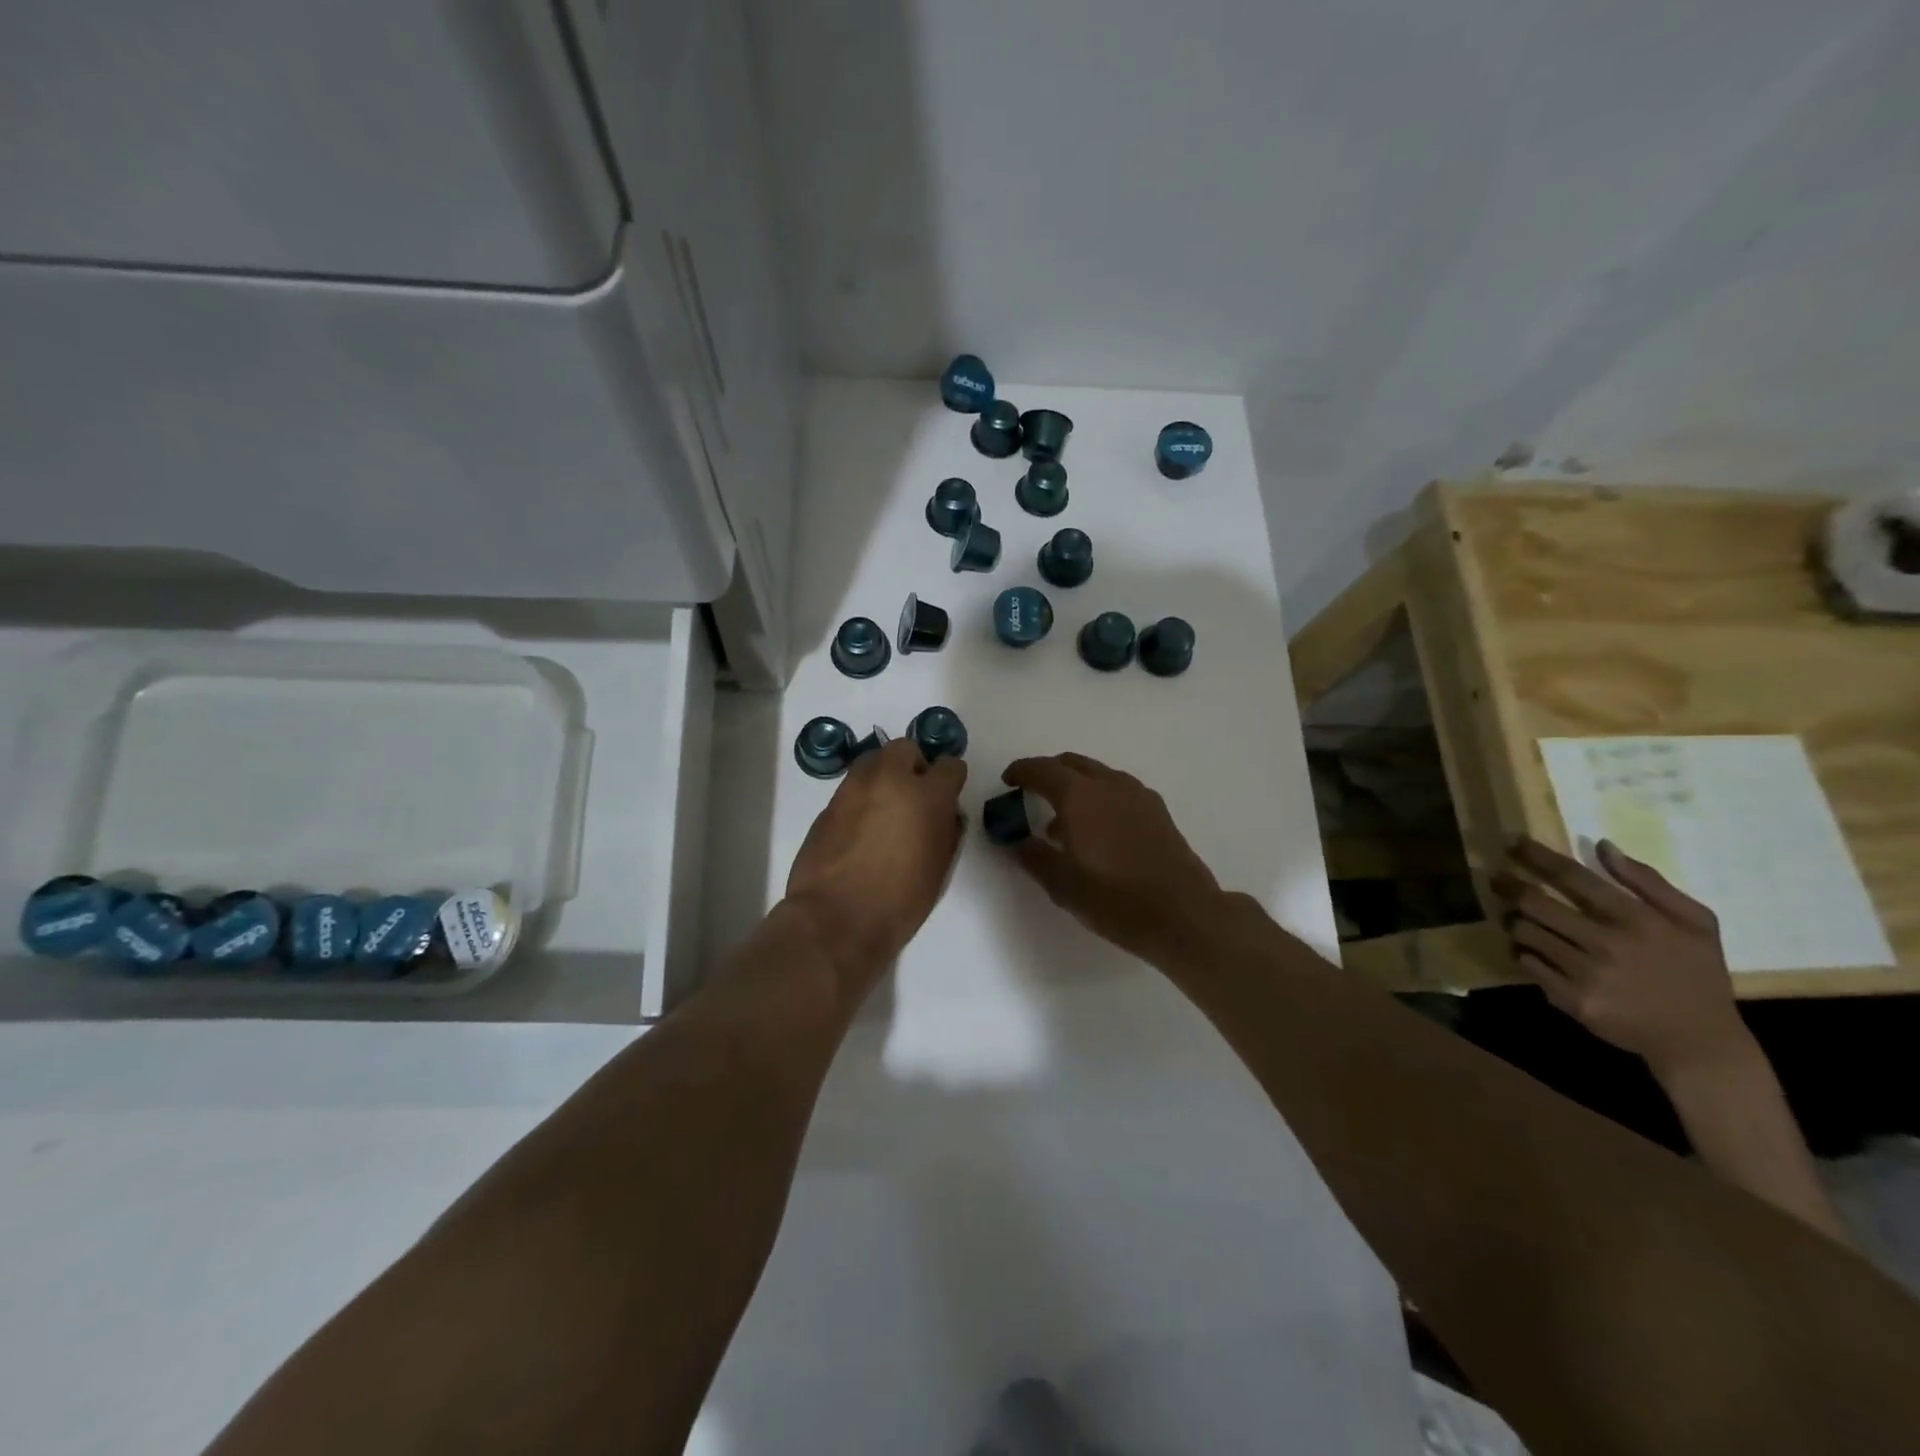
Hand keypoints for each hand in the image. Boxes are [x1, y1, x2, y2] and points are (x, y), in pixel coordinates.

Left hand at [785, 738, 965, 997]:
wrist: (836, 919)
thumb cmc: (899, 902)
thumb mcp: (939, 868)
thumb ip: (946, 830)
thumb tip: (945, 813)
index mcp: (927, 796)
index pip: (950, 766)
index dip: (950, 780)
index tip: (946, 797)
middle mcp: (890, 780)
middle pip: (905, 748)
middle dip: (912, 765)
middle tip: (913, 795)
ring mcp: (854, 788)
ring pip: (873, 760)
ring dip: (884, 776)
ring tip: (884, 808)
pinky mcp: (828, 803)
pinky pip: (852, 786)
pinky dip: (861, 796)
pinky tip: (860, 826)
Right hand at [999, 753, 1223, 961]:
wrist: (1183, 914)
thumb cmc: (1115, 899)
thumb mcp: (1062, 884)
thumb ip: (1033, 856)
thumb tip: (1015, 841)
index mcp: (1079, 796)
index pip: (1042, 770)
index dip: (1021, 771)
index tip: (1007, 780)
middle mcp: (1108, 784)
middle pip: (1071, 764)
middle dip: (1048, 772)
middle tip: (1031, 792)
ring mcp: (1137, 795)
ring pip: (1098, 775)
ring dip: (1075, 786)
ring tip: (1062, 820)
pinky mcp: (1157, 810)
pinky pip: (1118, 790)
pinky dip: (1099, 796)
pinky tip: (1098, 830)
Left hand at [1492, 838, 1748, 1077]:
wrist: (1700, 1042)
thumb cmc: (1697, 974)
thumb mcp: (1695, 923)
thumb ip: (1648, 882)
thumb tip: (1602, 846)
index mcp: (1638, 920)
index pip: (1572, 877)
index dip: (1536, 856)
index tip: (1511, 842)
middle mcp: (1608, 944)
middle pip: (1535, 903)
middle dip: (1508, 886)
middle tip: (1496, 878)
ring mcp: (1587, 973)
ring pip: (1525, 932)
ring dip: (1513, 920)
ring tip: (1514, 916)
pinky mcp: (1571, 998)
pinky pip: (1528, 963)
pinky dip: (1522, 952)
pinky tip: (1529, 949)